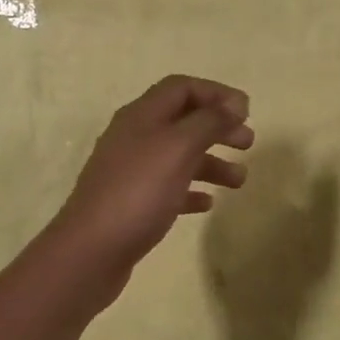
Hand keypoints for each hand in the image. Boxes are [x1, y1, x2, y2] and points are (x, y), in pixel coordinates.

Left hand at [52, 75, 254, 272]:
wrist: (90, 251)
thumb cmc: (139, 192)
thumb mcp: (178, 148)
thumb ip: (209, 122)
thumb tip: (235, 104)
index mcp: (142, 116)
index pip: (182, 87)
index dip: (216, 93)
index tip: (247, 111)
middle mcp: (134, 137)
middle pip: (183, 120)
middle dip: (218, 127)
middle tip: (248, 143)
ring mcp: (131, 171)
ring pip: (178, 156)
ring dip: (211, 162)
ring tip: (239, 181)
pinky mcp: (131, 203)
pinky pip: (168, 188)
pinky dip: (191, 190)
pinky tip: (207, 203)